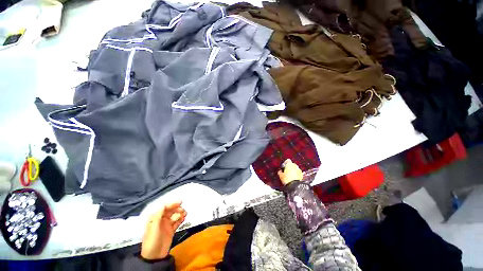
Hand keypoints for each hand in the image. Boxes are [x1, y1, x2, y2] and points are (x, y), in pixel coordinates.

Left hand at [141, 201, 186, 259]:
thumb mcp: (153, 227)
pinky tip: (184, 218)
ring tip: (185, 214)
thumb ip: (158, 215)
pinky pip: (177, 222)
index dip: (172, 204)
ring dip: (180, 213)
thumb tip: (164, 204)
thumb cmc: (152, 240)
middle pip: (170, 211)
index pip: (164, 208)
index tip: (180, 202)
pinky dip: (181, 219)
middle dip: (177, 208)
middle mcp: (161, 220)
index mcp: (155, 218)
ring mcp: (166, 225)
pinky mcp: (171, 230)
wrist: (154, 256)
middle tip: (183, 210)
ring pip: (175, 216)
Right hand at [278, 159, 302, 185]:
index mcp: (289, 164)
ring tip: (290, 175)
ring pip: (295, 168)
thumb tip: (280, 171)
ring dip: (293, 170)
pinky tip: (293, 178)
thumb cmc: (286, 179)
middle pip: (292, 164)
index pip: (287, 160)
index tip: (283, 167)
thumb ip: (280, 171)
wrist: (295, 186)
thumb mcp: (280, 175)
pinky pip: (298, 172)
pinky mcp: (302, 174)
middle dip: (289, 167)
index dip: (285, 163)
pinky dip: (296, 174)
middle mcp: (295, 165)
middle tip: (286, 171)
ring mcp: (299, 170)